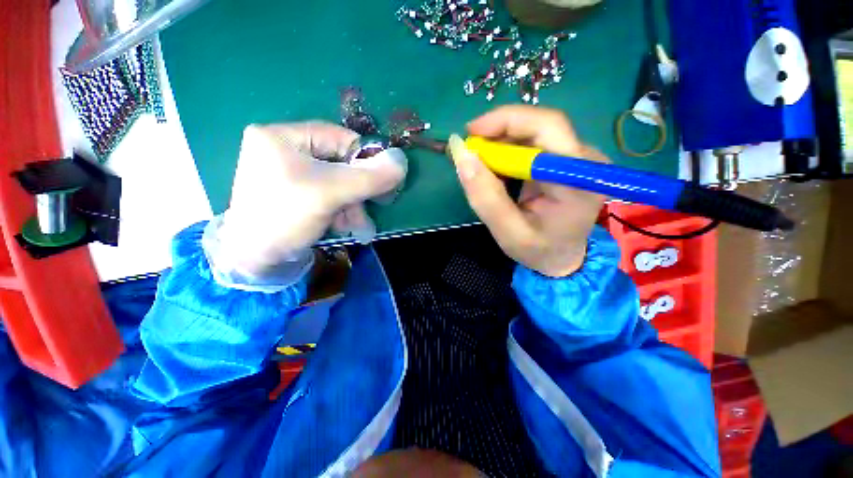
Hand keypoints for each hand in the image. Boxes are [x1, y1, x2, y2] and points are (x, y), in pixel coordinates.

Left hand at [214, 122, 406, 280]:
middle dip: (357, 189)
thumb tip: (402, 161)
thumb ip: (369, 177)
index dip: (364, 159)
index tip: (381, 183)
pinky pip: (328, 194)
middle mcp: (284, 149)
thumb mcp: (330, 193)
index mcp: (281, 136)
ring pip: (337, 181)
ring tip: (357, 225)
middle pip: (339, 162)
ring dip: (352, 204)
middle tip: (372, 207)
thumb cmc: (285, 218)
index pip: (339, 137)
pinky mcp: (295, 192)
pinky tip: (343, 225)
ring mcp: (289, 172)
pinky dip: (341, 209)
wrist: (255, 262)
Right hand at [450, 106, 606, 276]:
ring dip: (502, 141)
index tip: (470, 135)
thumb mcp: (508, 233)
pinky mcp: (566, 161)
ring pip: (535, 131)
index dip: (506, 122)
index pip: (547, 128)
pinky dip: (508, 150)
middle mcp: (584, 160)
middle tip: (470, 147)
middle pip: (542, 124)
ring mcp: (577, 158)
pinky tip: (496, 167)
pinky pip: (534, 143)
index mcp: (578, 179)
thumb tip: (462, 155)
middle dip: (500, 130)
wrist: (564, 259)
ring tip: (480, 162)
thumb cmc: (539, 250)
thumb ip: (485, 197)